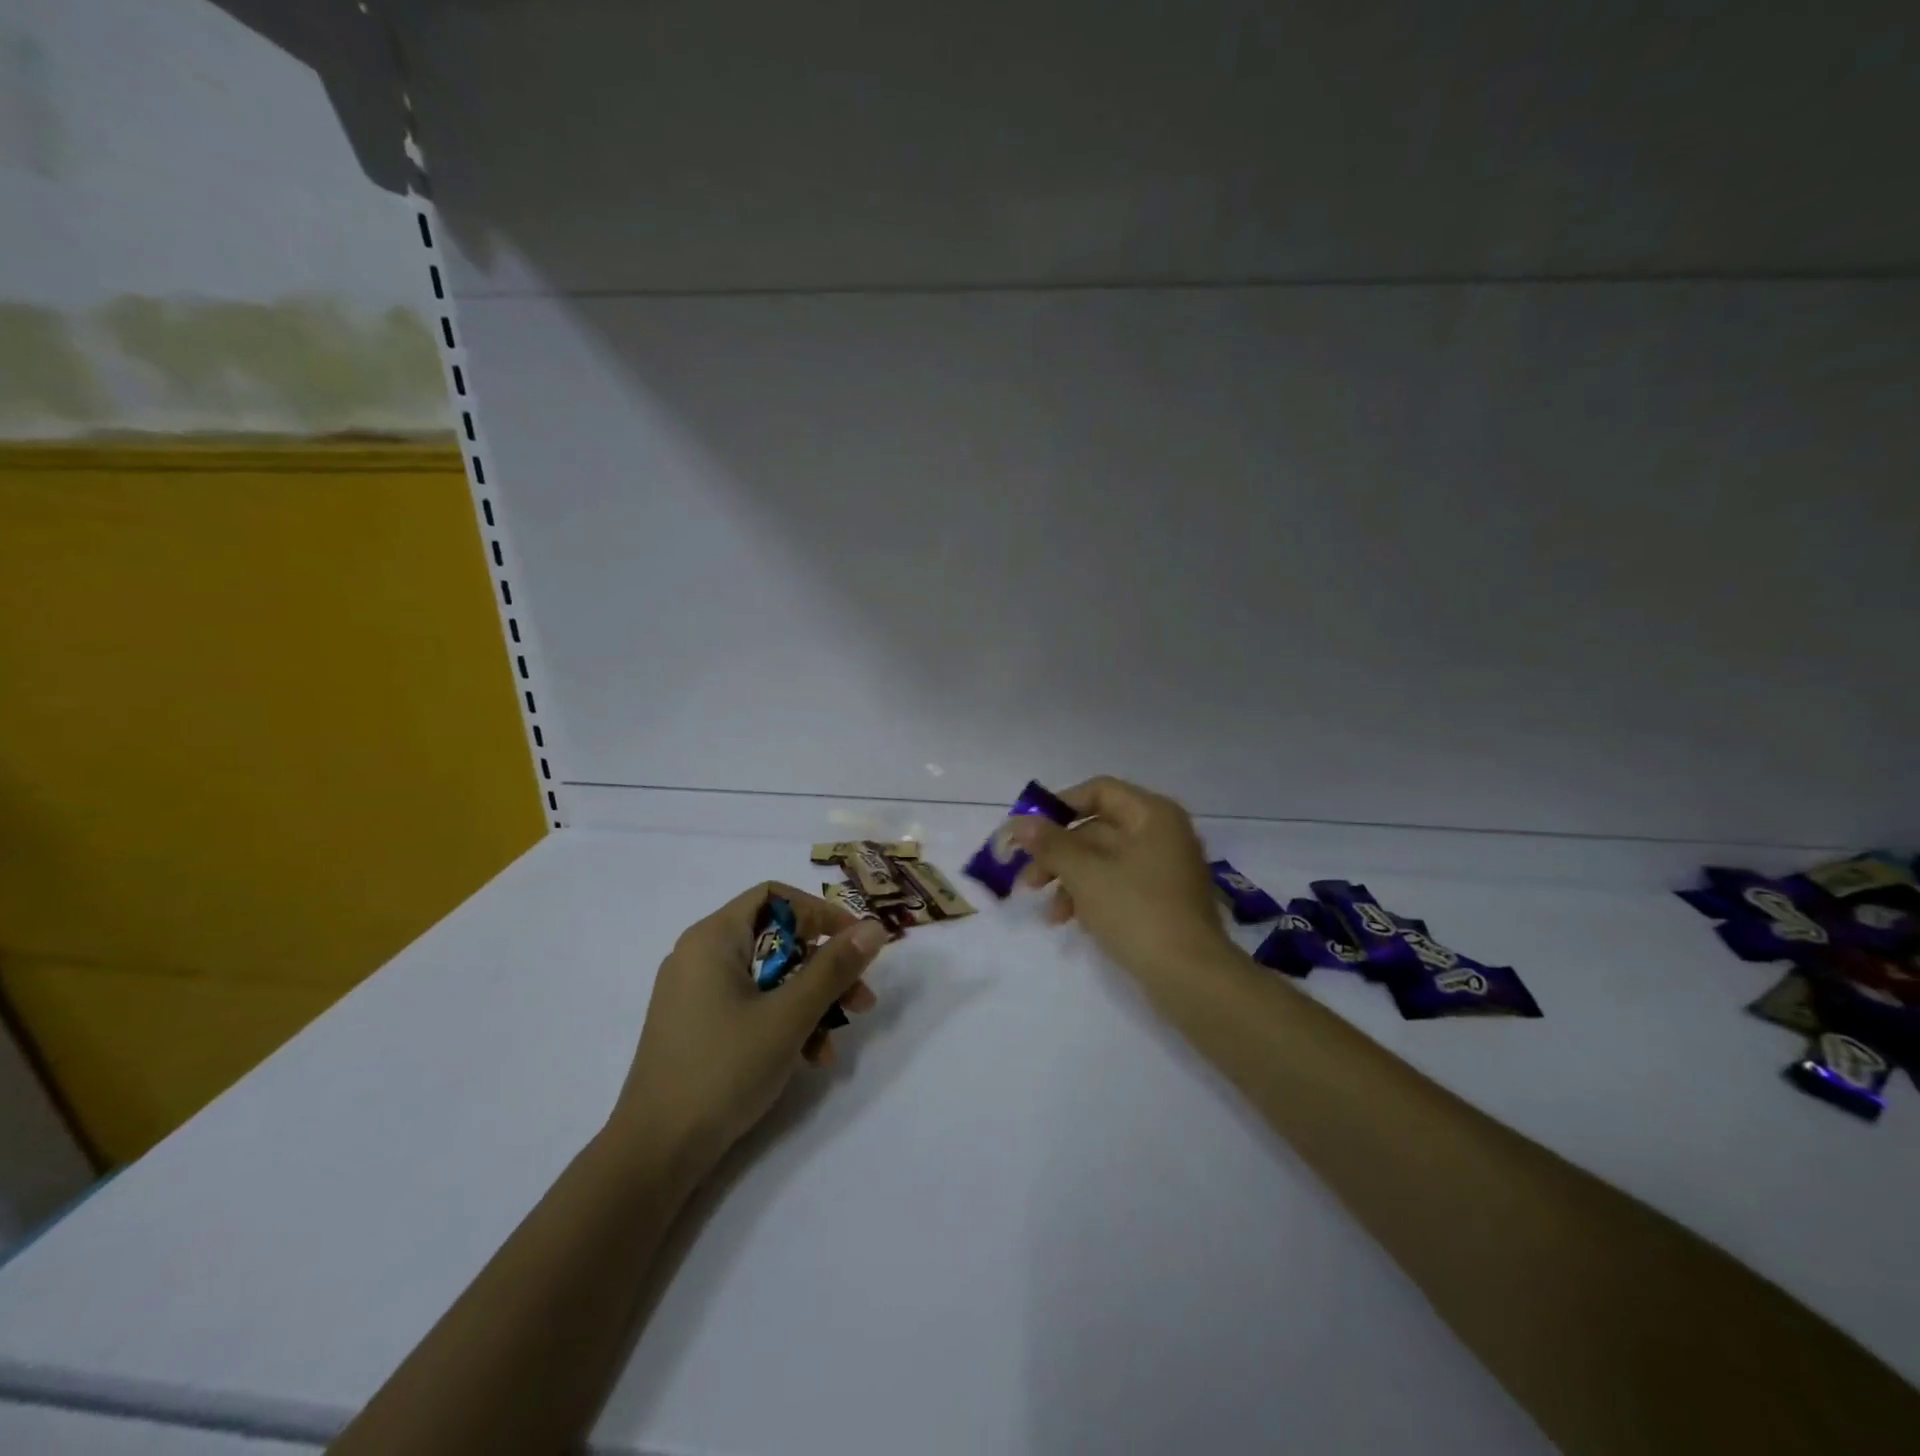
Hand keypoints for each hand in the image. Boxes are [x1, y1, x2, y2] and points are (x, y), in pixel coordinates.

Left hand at [612, 883, 888, 1165]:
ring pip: (769, 978)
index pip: (774, 897)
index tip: (855, 943)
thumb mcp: (789, 1016)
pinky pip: (751, 1006)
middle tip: (860, 997)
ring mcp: (696, 994)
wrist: (655, 1153)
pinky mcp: (697, 1027)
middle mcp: (700, 956)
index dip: (820, 913)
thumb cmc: (722, 1069)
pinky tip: (811, 1059)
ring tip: (839, 1037)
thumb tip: (875, 927)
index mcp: (713, 939)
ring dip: (811, 1001)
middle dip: (824, 967)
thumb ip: (834, 968)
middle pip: (777, 940)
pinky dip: (784, 1023)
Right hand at [1012, 776, 1233, 991]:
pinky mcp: (1162, 902)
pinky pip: (1118, 886)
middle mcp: (1162, 834)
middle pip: (1098, 829)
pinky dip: (1091, 897)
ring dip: (1069, 880)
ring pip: (1104, 861)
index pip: (1099, 791)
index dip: (1060, 806)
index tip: (1029, 831)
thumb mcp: (1085, 874)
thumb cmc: (1137, 911)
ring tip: (1048, 912)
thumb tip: (1019, 822)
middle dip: (1058, 853)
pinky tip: (1069, 921)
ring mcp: (1165, 869)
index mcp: (1152, 815)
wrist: (1191, 977)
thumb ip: (1050, 844)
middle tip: (1027, 879)